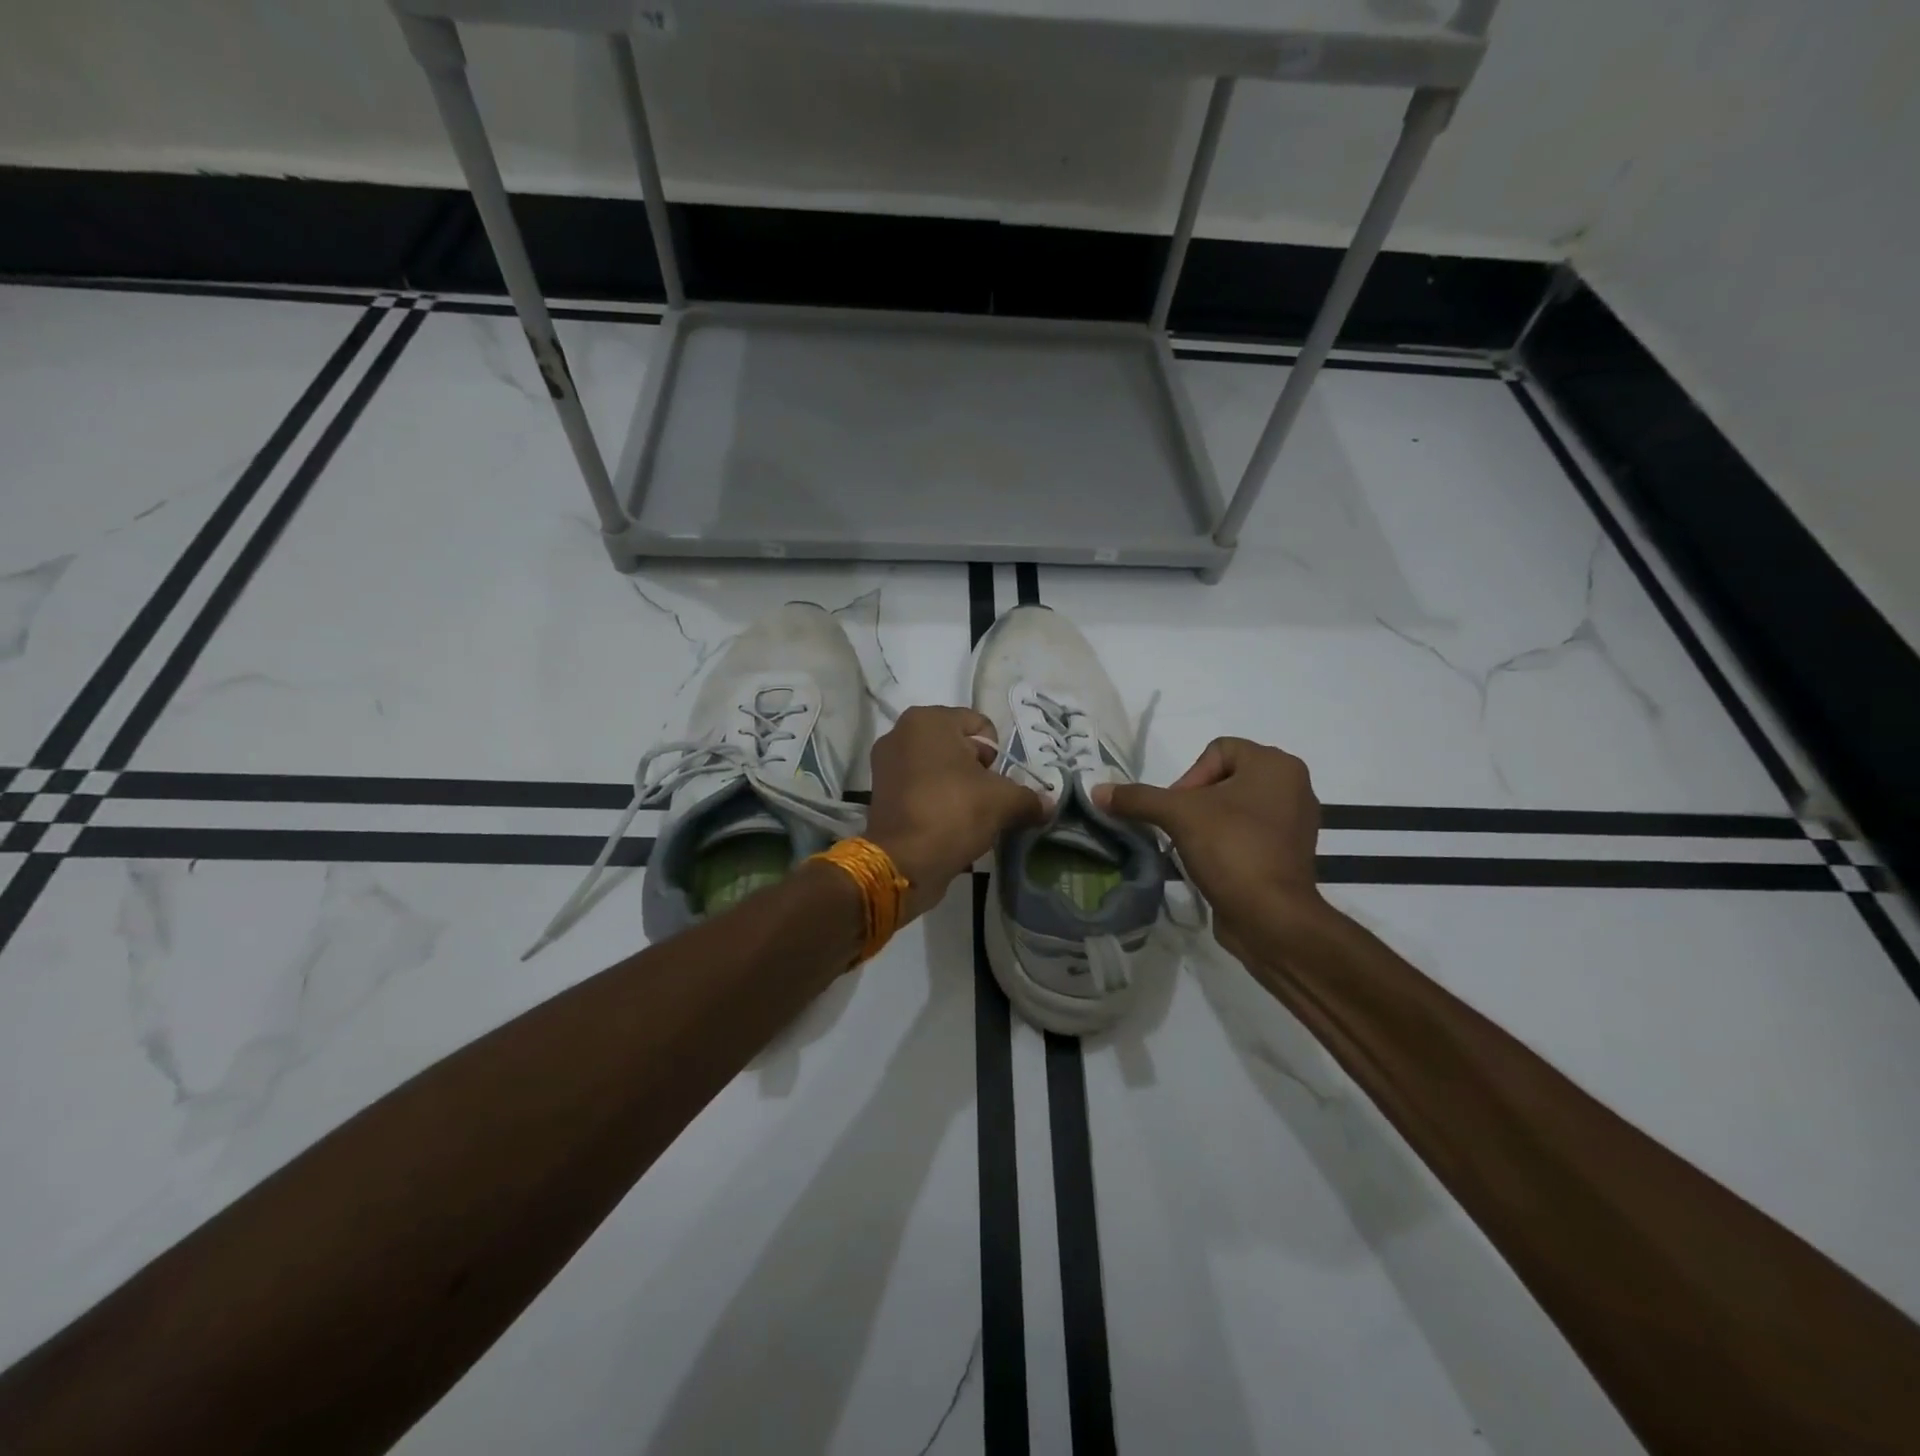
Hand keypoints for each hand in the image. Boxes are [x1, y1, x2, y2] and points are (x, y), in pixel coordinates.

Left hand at [865, 706, 1046, 920]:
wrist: (903, 862)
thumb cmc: (953, 813)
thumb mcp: (1003, 802)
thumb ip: (1029, 798)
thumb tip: (1048, 805)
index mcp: (928, 720)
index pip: (981, 726)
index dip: (996, 756)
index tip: (995, 783)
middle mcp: (901, 733)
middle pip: (958, 747)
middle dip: (977, 772)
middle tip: (984, 801)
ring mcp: (886, 763)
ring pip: (940, 769)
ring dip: (958, 788)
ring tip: (967, 816)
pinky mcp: (881, 793)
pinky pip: (921, 788)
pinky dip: (937, 801)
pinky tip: (947, 825)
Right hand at [1092, 737, 1322, 954]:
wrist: (1271, 917)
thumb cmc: (1232, 848)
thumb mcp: (1177, 815)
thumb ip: (1137, 798)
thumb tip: (1096, 791)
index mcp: (1276, 764)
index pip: (1217, 750)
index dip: (1190, 776)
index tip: (1179, 810)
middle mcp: (1292, 785)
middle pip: (1224, 778)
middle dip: (1195, 801)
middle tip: (1181, 828)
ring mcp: (1295, 822)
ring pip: (1235, 807)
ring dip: (1208, 823)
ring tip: (1194, 847)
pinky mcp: (1289, 853)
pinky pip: (1248, 833)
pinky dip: (1226, 843)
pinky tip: (1212, 863)